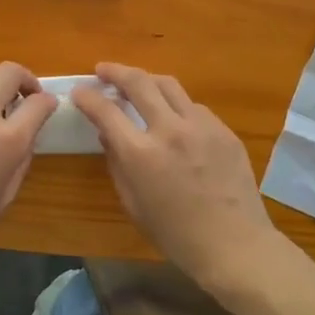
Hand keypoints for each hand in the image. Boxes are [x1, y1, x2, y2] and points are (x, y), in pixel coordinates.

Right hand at [71, 63, 292, 298]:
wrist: (235, 244)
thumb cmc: (176, 235)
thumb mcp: (134, 205)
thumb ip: (117, 165)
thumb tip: (108, 136)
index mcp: (141, 154)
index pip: (106, 111)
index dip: (88, 97)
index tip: (79, 92)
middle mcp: (170, 130)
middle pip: (139, 82)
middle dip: (115, 71)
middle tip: (103, 70)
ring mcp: (201, 126)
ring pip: (169, 85)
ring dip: (147, 80)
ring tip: (138, 84)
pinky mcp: (224, 130)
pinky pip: (194, 107)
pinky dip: (176, 105)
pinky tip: (174, 118)